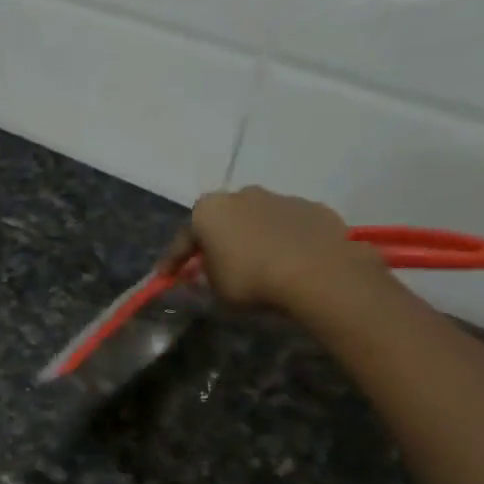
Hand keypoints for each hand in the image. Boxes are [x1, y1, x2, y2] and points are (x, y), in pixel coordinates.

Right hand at [156, 187, 385, 313]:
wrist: (317, 272)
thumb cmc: (251, 279)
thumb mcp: (214, 289)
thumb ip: (203, 277)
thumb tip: (202, 274)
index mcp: (208, 210)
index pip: (183, 239)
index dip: (173, 261)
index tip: (167, 277)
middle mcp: (241, 194)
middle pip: (223, 221)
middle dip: (217, 241)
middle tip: (215, 267)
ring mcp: (280, 197)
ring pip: (258, 219)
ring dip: (253, 238)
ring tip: (259, 265)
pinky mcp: (313, 208)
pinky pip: (289, 226)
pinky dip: (285, 240)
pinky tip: (290, 262)